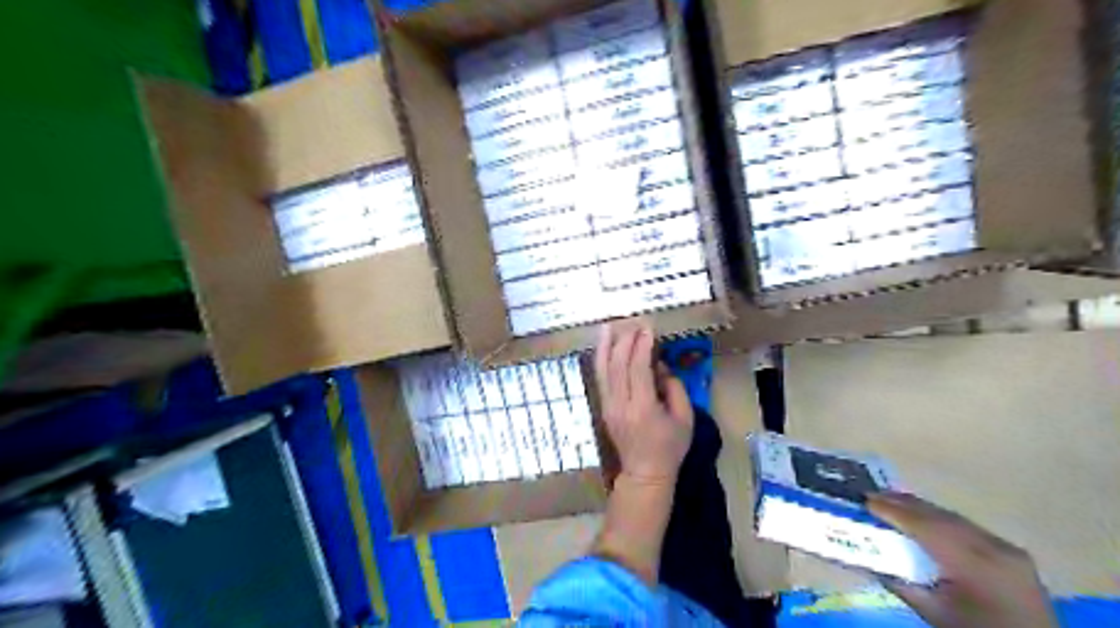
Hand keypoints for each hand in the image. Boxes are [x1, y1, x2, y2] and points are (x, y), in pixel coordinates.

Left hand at [594, 321, 692, 483]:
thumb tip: (658, 365)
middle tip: (634, 324)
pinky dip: (601, 359)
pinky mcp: (603, 407)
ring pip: (603, 370)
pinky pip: (600, 378)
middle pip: (618, 365)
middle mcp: (621, 405)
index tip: (648, 329)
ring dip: (606, 346)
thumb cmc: (670, 447)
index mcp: (643, 408)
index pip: (638, 369)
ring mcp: (608, 406)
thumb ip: (674, 387)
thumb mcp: (685, 418)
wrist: (645, 473)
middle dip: (625, 341)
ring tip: (608, 326)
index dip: (642, 346)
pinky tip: (604, 346)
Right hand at [864, 493, 1060, 624]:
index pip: (925, 527)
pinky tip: (926, 518)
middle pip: (940, 517)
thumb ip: (900, 583)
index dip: (893, 511)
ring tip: (893, 500)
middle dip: (904, 503)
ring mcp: (1008, 549)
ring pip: (955, 518)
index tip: (865, 500)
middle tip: (872, 494)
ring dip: (922, 509)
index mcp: (974, 565)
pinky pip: (969, 528)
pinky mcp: (1013, 553)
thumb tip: (867, 558)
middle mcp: (994, 548)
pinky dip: (942, 520)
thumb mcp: (933, 614)